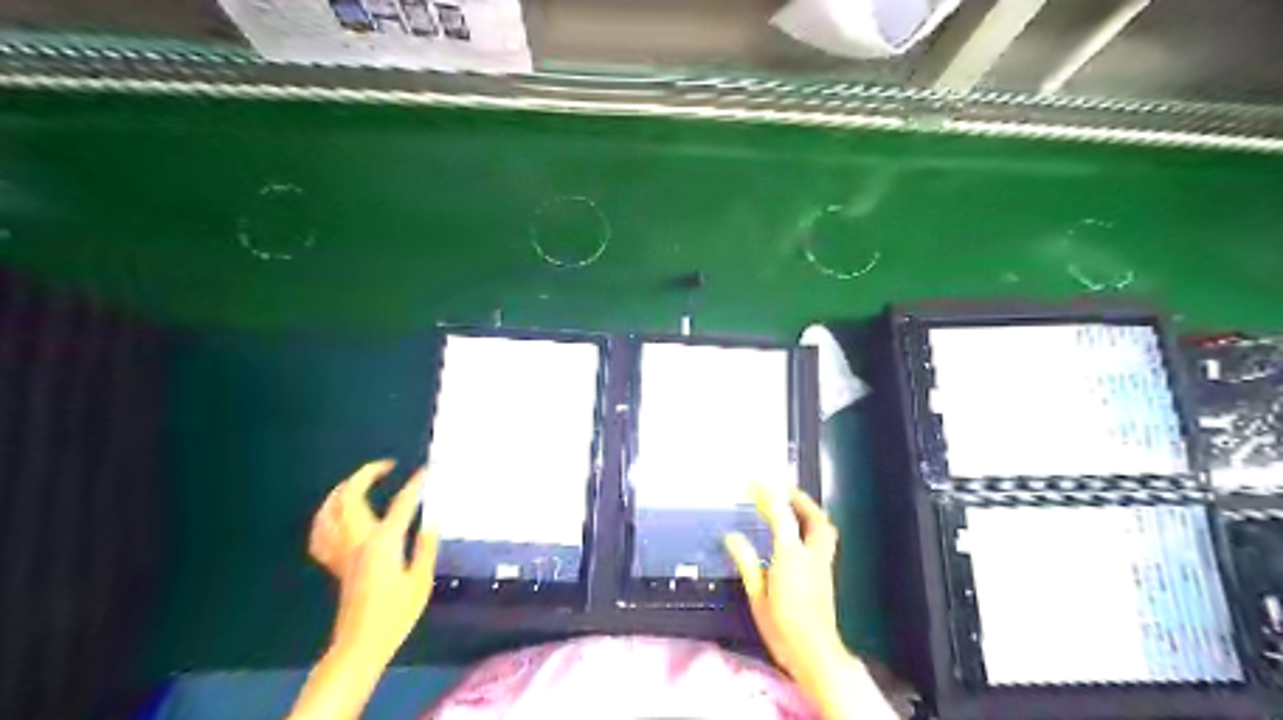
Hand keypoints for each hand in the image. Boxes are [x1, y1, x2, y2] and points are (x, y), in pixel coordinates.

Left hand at [311, 463, 434, 663]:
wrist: (361, 643)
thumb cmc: (396, 614)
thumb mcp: (421, 581)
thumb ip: (425, 548)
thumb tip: (431, 522)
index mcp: (382, 542)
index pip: (402, 503)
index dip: (416, 484)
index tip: (427, 470)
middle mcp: (357, 540)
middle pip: (350, 496)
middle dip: (366, 474)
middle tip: (386, 466)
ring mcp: (342, 552)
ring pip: (329, 511)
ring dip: (342, 490)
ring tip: (359, 482)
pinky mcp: (335, 563)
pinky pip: (321, 533)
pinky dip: (327, 518)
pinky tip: (338, 515)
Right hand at [727, 482, 848, 682]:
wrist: (816, 655)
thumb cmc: (783, 627)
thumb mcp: (757, 595)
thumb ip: (746, 562)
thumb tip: (732, 537)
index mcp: (791, 555)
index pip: (780, 514)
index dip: (767, 494)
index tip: (754, 481)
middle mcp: (812, 554)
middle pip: (813, 516)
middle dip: (798, 498)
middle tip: (781, 489)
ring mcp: (823, 564)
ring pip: (823, 527)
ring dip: (809, 511)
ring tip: (792, 505)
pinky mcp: (827, 574)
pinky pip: (823, 540)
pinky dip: (811, 526)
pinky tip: (798, 532)